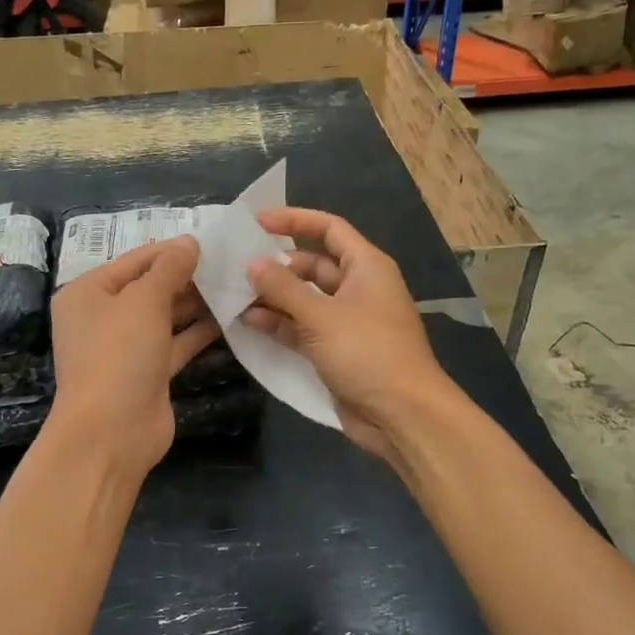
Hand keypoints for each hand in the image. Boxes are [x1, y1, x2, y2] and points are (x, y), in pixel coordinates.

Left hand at [48, 236, 219, 481]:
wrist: (112, 432)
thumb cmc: (119, 354)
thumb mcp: (144, 301)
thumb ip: (169, 269)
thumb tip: (189, 242)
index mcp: (87, 293)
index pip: (135, 260)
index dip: (171, 250)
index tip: (211, 241)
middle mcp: (102, 318)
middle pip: (149, 288)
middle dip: (187, 277)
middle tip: (230, 263)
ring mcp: (125, 348)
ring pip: (164, 317)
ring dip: (196, 304)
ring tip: (235, 285)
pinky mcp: (148, 373)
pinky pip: (175, 344)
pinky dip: (198, 332)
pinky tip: (229, 318)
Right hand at [242, 208, 455, 461]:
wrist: (401, 413)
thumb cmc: (368, 353)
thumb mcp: (322, 316)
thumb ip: (283, 289)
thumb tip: (252, 264)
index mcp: (366, 267)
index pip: (329, 229)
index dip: (294, 221)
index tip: (257, 223)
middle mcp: (357, 288)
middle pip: (312, 266)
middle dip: (276, 267)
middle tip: (237, 268)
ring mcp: (346, 321)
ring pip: (304, 299)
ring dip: (273, 298)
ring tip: (234, 296)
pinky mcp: (336, 350)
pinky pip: (303, 328)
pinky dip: (279, 324)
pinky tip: (248, 323)